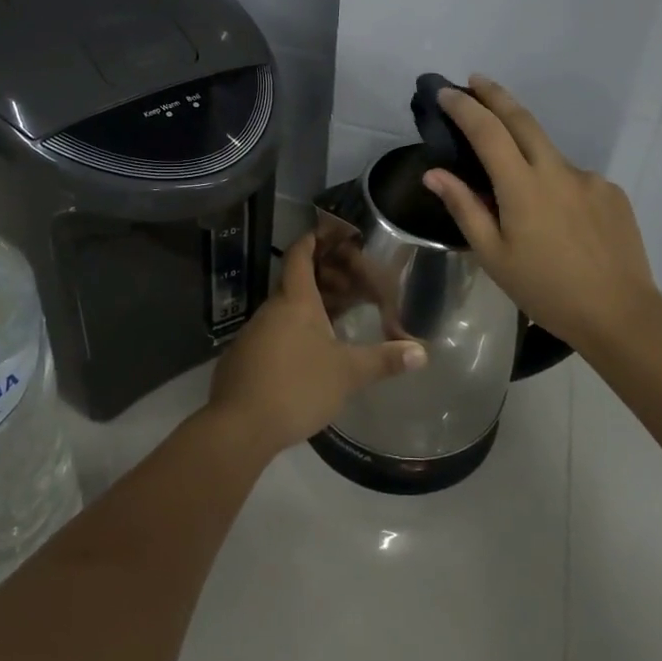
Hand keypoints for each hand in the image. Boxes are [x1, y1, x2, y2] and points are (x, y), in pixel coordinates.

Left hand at [207, 232, 425, 456]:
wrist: (239, 427)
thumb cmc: (297, 387)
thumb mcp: (347, 374)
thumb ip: (384, 360)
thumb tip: (422, 352)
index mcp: (295, 301)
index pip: (300, 255)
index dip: (314, 239)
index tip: (331, 233)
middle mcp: (271, 309)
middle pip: (296, 283)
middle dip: (323, 280)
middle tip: (351, 286)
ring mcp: (252, 334)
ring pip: (285, 310)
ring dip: (309, 309)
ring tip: (336, 321)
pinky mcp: (243, 359)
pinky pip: (273, 333)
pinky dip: (293, 332)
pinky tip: (308, 354)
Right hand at [422, 76, 658, 351]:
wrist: (621, 315)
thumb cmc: (546, 291)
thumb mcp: (494, 256)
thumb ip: (464, 208)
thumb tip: (434, 173)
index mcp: (523, 188)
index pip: (488, 132)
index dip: (464, 108)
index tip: (446, 92)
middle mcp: (557, 171)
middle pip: (522, 119)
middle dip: (496, 94)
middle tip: (475, 80)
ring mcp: (589, 179)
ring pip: (548, 154)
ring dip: (527, 155)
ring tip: (521, 199)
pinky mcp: (612, 192)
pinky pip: (573, 179)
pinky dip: (556, 186)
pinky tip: (559, 222)